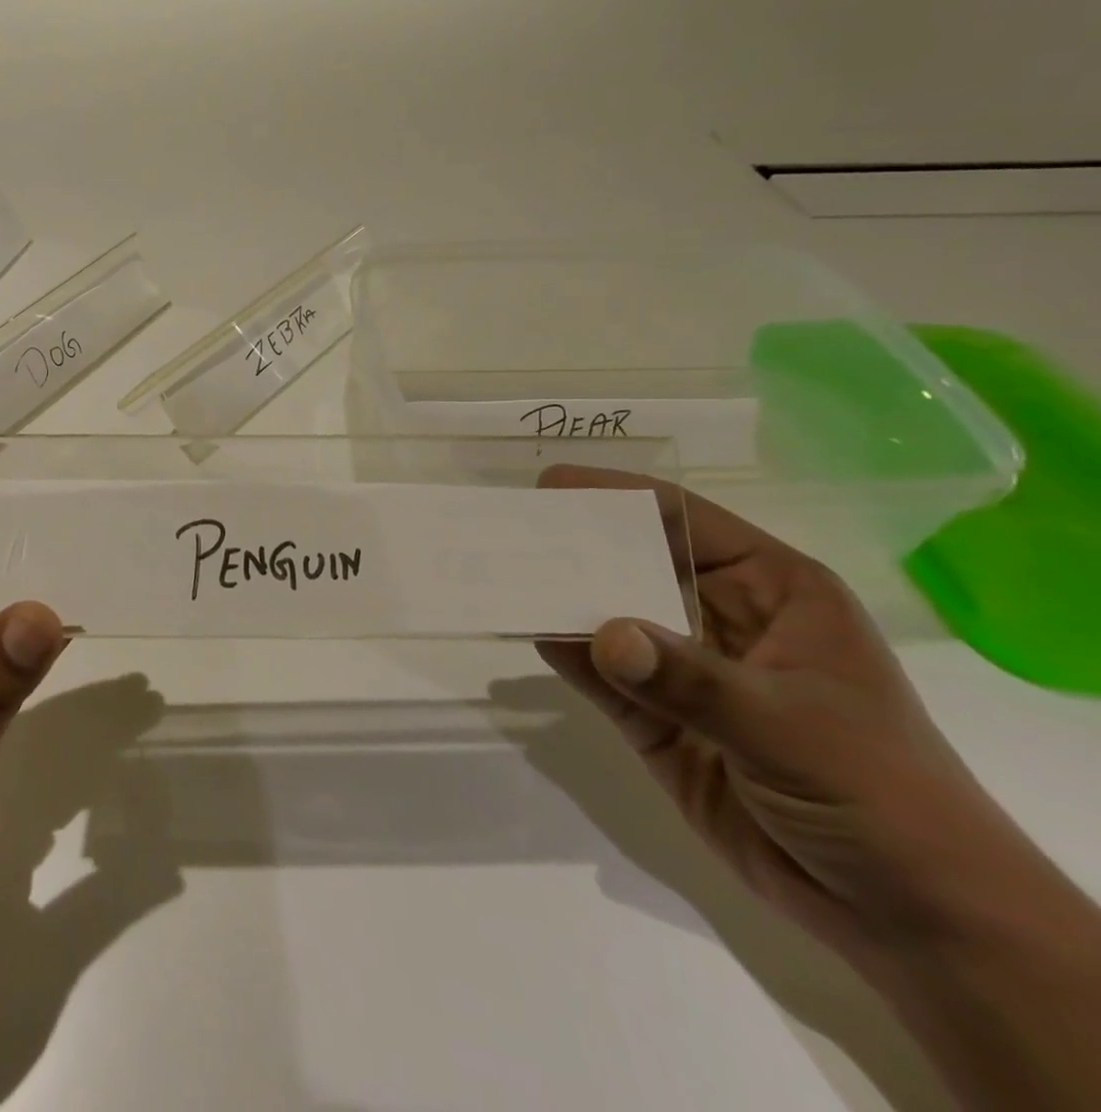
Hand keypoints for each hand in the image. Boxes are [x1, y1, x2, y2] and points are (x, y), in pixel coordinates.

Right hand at [533, 466, 1061, 968]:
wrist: (908, 918)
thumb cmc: (881, 796)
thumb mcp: (791, 729)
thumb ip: (691, 679)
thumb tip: (600, 634)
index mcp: (773, 591)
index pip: (686, 522)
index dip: (619, 496)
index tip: (549, 485)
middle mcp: (720, 616)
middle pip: (634, 563)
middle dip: (573, 546)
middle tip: (505, 528)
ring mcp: (683, 668)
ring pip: (608, 616)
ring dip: (557, 597)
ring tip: (494, 572)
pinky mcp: (654, 717)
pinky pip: (597, 672)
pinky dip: (560, 651)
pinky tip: (522, 629)